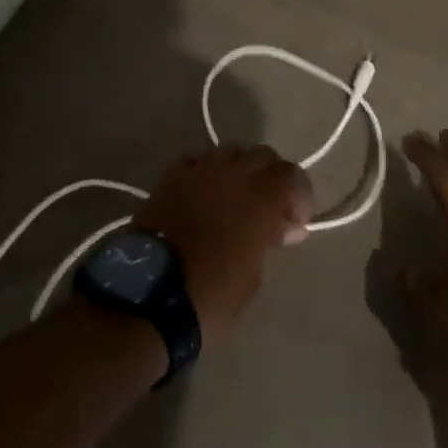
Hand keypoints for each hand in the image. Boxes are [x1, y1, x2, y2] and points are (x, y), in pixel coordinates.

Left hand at [136, 147, 314, 347]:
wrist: (147, 296)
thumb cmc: (211, 294)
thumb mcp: (253, 275)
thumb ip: (272, 240)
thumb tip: (288, 226)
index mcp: (261, 195)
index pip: (292, 176)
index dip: (299, 195)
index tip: (297, 220)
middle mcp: (234, 172)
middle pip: (263, 156)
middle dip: (271, 177)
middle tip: (269, 206)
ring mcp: (200, 169)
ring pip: (231, 152)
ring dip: (240, 169)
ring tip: (235, 196)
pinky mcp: (171, 176)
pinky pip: (198, 160)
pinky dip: (208, 172)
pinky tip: (205, 193)